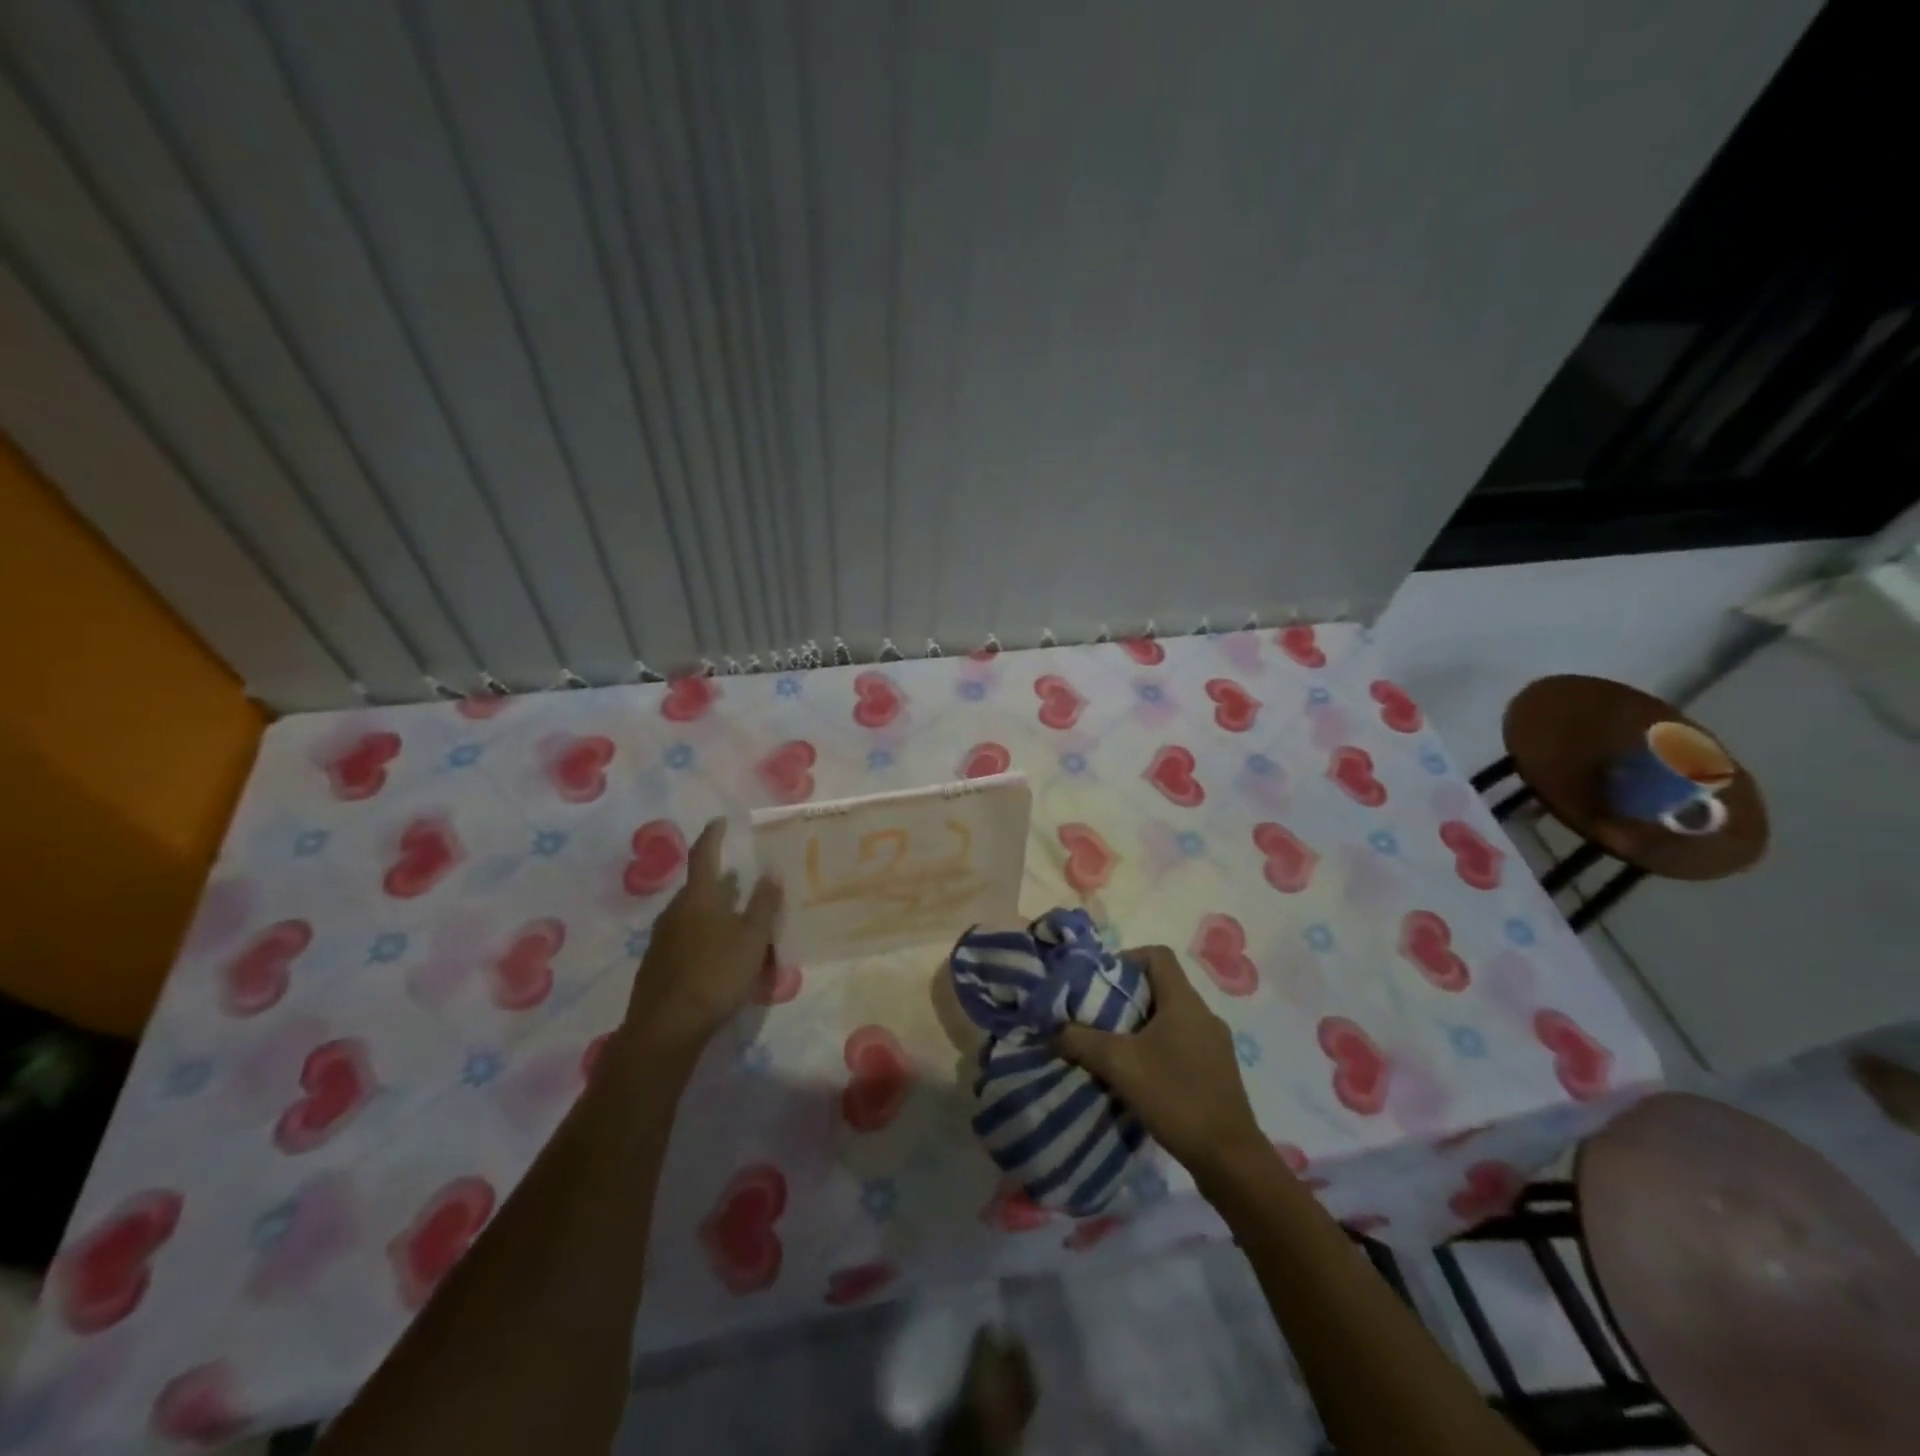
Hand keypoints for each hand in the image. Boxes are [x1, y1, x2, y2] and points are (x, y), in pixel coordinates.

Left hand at [618, 819, 782, 1066]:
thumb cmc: (715, 974)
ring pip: (690, 914)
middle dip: (718, 882)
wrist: (665, 1028)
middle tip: (741, 882)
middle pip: (697, 887)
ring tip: (734, 920)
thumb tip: (771, 872)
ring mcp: (660, 939)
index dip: (712, 836)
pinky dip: (702, 936)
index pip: (703, 855)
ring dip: (711, 911)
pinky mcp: (655, 965)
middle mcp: (674, 911)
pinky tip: (716, 956)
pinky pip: (683, 938)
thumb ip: (764, 904)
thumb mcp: (752, 938)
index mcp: (698, 898)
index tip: (720, 821)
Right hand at [1056, 945, 1266, 1177]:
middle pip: (1162, 986)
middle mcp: (1204, 1014)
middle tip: (1098, 1017)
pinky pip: (1183, 1043)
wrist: (1229, 1159)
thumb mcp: (1119, 1065)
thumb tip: (1054, 1031)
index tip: (1102, 982)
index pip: (1157, 955)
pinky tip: (1141, 1077)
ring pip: (1171, 1018)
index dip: (1127, 958)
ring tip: (1114, 1049)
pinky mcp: (1218, 1072)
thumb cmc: (1175, 1097)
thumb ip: (1081, 1041)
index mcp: (1184, 1001)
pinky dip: (1158, 1049)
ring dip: (1141, 1026)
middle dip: (1127, 997)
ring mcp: (1215, 1044)